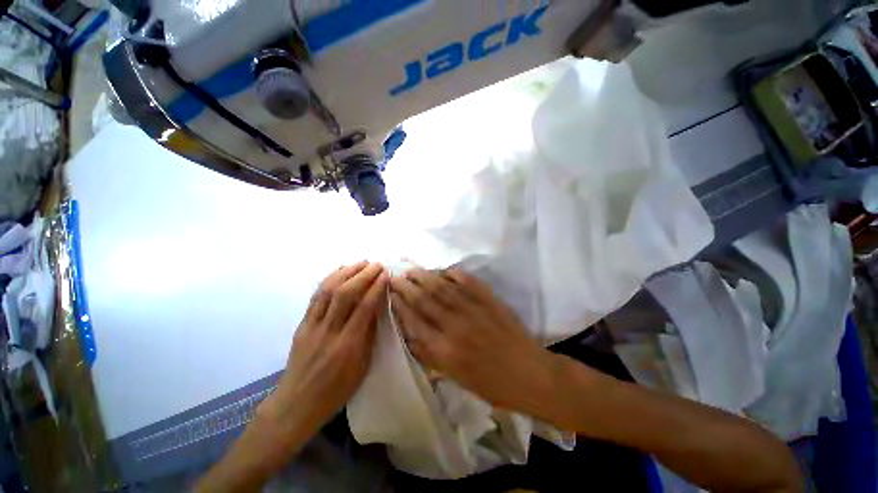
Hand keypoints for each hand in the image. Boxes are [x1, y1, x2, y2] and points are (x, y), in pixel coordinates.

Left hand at [264, 262, 387, 442]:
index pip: (364, 308)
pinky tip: (339, 271)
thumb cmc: (336, 391)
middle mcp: (328, 332)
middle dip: (363, 275)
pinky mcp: (301, 325)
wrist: (296, 405)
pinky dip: (329, 280)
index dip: (376, 288)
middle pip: (345, 294)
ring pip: (327, 291)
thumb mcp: (362, 367)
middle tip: (376, 264)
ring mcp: (311, 327)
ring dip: (346, 272)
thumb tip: (377, 308)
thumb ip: (369, 335)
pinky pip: (315, 297)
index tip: (386, 274)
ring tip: (361, 262)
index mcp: (347, 346)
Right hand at [389, 267, 557, 410]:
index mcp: (444, 350)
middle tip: (394, 277)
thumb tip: (410, 333)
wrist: (529, 373)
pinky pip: (467, 281)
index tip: (390, 294)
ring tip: (411, 270)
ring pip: (442, 287)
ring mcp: (473, 309)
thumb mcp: (455, 377)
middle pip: (423, 300)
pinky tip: (443, 270)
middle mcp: (455, 326)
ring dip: (424, 276)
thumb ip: (430, 355)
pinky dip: (453, 273)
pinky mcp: (488, 299)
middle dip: (406, 287)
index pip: (413, 321)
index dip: (399, 305)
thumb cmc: (491, 384)